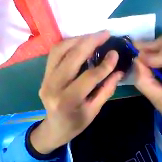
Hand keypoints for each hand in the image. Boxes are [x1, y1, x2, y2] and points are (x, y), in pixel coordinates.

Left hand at [30, 31, 123, 153]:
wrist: (55, 128)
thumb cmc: (77, 123)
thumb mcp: (94, 110)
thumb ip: (106, 90)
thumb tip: (118, 72)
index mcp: (68, 101)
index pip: (88, 78)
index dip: (104, 65)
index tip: (115, 54)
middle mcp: (53, 87)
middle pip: (71, 58)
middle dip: (90, 43)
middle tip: (105, 33)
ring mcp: (45, 79)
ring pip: (60, 51)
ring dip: (78, 40)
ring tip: (94, 36)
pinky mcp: (43, 75)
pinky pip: (55, 54)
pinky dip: (69, 44)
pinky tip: (81, 42)